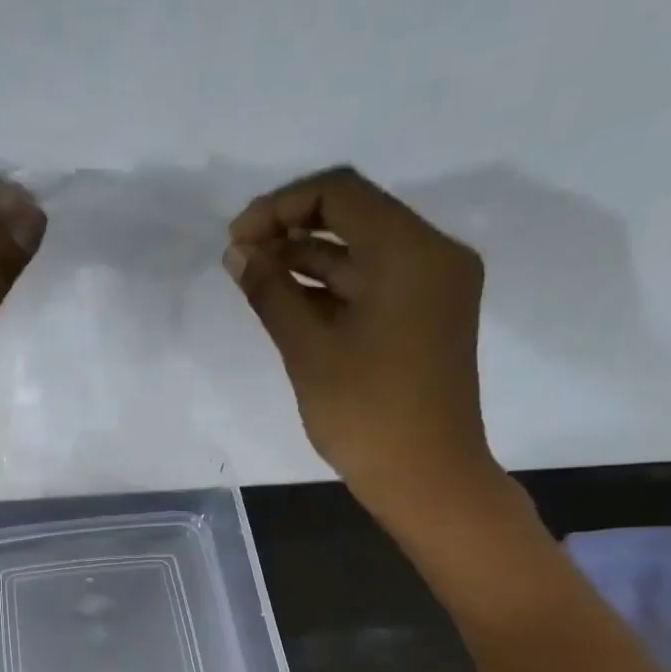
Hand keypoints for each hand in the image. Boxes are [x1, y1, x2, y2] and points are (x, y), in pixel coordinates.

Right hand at [225, 166, 499, 525]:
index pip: (340, 194)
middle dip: (291, 231)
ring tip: (253, 279)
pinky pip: (375, 283)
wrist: (425, 476)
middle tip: (239, 259)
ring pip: (362, 252)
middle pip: (355, 217)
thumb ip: (271, 293)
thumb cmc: (366, 414)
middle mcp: (432, 254)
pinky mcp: (426, 316)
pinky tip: (288, 300)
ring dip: (308, 260)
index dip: (280, 207)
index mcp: (411, 252)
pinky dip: (331, 287)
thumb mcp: (309, 350)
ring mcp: (433, 287)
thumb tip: (237, 253)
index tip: (237, 240)